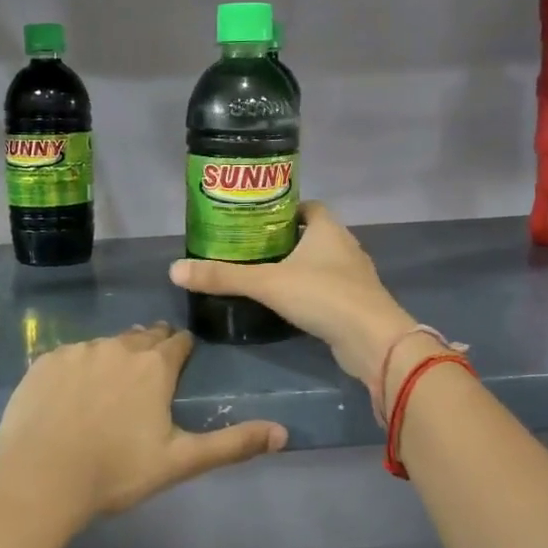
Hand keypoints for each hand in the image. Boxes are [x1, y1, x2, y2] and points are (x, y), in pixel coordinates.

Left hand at [0, 322, 286, 526]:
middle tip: (148, 376)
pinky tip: (72, 397)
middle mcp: (118, 347)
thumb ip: (233, 444)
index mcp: (153, 366)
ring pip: (105, 345)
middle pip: (142, 337)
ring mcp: (77, 351)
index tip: (181, 363)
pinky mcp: (45, 361)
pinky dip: (78, 369)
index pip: (177, 342)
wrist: (40, 479)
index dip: (182, 351)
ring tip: (108, 390)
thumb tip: (284, 433)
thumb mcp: (180, 461)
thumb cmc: (116, 471)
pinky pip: (71, 356)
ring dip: (113, 358)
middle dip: (150, 349)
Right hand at [169, 202, 419, 389]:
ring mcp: (355, 276)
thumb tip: (175, 270)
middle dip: (285, 240)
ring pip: (321, 263)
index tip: (257, 220)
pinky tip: (289, 304)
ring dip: (299, 267)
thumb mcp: (267, 283)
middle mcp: (345, 246)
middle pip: (313, 234)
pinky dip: (310, 291)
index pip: (307, 206)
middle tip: (251, 248)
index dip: (284, 209)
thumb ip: (223, 277)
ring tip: (265, 275)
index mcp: (328, 228)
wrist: (373, 340)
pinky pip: (329, 288)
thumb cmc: (323, 296)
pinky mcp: (356, 303)